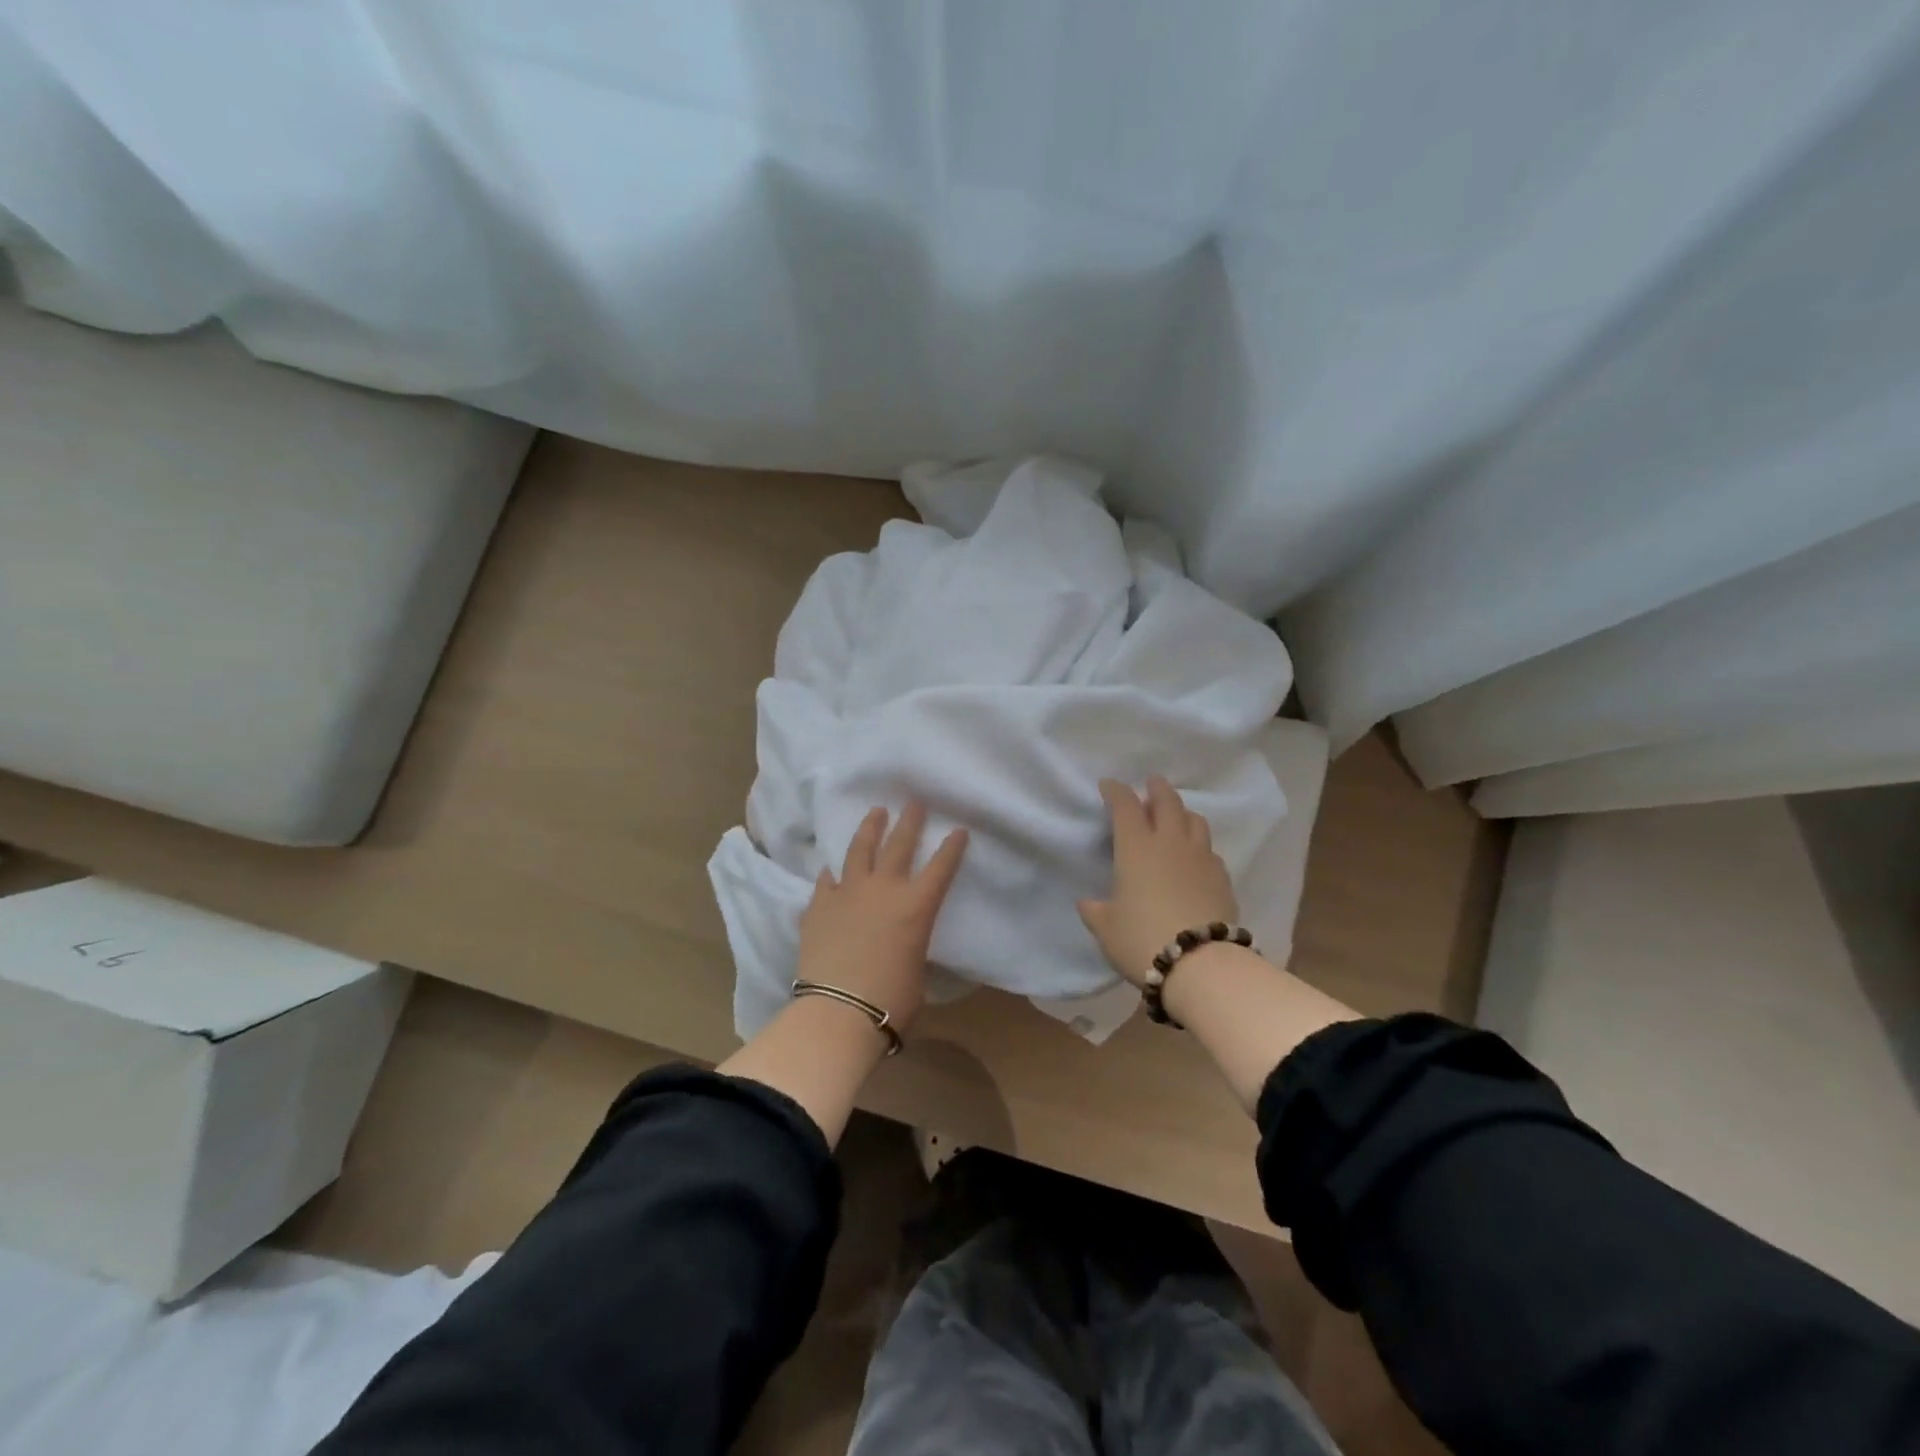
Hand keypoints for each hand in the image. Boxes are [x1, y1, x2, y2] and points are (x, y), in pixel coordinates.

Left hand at [797, 801, 968, 1032]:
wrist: (839, 1010)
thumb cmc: (891, 1000)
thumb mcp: (916, 970)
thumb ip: (911, 947)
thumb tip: (903, 947)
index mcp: (917, 906)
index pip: (941, 867)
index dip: (952, 847)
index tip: (958, 829)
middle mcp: (884, 889)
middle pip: (899, 844)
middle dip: (910, 821)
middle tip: (914, 803)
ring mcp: (848, 893)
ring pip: (859, 850)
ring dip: (869, 829)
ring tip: (875, 812)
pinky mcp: (818, 905)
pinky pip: (826, 881)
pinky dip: (831, 874)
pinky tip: (831, 869)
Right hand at [1078, 776, 1237, 987]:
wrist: (1200, 964)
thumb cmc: (1142, 939)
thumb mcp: (1107, 928)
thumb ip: (1095, 911)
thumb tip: (1087, 903)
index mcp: (1136, 848)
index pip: (1125, 806)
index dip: (1116, 791)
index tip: (1109, 785)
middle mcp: (1170, 843)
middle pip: (1167, 802)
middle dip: (1157, 789)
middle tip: (1152, 783)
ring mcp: (1200, 858)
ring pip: (1194, 821)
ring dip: (1183, 812)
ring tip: (1176, 816)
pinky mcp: (1222, 878)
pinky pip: (1210, 850)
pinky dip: (1199, 845)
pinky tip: (1195, 857)